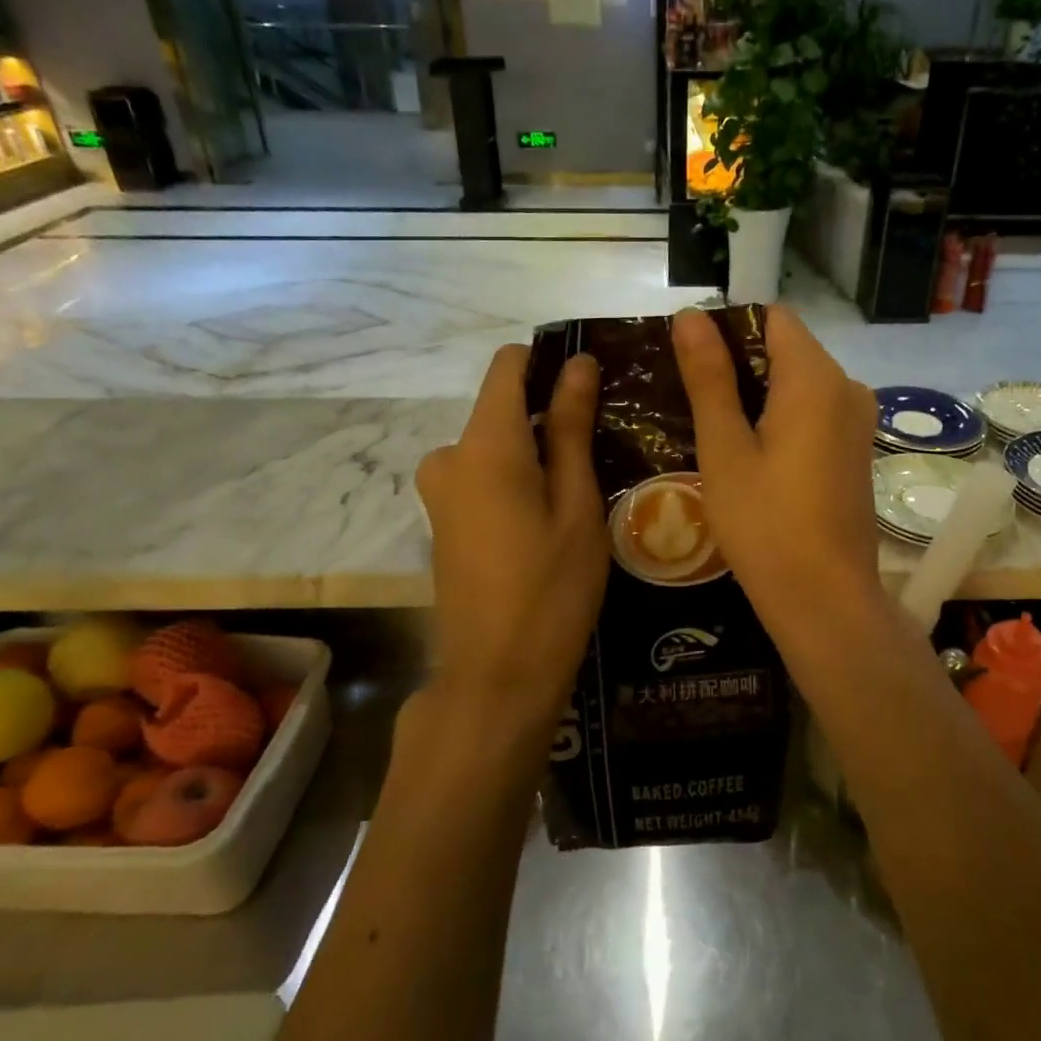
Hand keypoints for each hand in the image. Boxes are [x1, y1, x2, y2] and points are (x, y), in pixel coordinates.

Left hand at [417, 345, 608, 738]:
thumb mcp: (576, 505)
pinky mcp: (441, 518)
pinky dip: (516, 480)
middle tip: (601, 456)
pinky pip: (482, 475)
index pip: (508, 365)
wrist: (497, 676)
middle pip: (503, 407)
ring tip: (582, 494)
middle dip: (549, 418)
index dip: (549, 363)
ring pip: (496, 444)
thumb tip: (580, 365)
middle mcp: (449, 455)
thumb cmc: (552, 589)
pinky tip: (548, 521)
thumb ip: (572, 428)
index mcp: (485, 444)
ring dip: (536, 454)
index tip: (591, 389)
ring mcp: (438, 490)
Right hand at [672, 306, 883, 646]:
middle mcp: (847, 387)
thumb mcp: (725, 449)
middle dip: (739, 364)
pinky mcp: (857, 449)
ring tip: (714, 430)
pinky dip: (781, 418)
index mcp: (815, 378)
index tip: (691, 365)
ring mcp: (858, 420)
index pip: (772, 317)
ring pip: (799, 382)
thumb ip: (710, 377)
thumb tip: (692, 315)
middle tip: (692, 402)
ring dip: (757, 394)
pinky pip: (815, 411)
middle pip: (786, 347)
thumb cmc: (765, 525)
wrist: (825, 600)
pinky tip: (751, 454)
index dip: (728, 329)